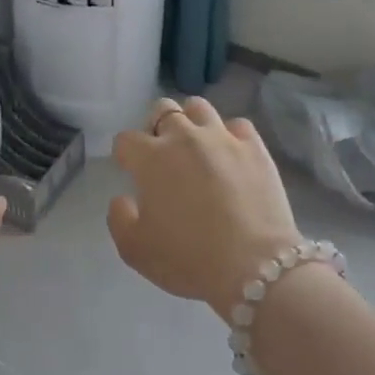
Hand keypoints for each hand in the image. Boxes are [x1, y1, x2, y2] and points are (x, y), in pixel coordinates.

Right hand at [108, 97, 302, 317]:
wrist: (254, 266)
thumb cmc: (187, 259)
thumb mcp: (134, 250)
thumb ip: (118, 218)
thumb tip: (123, 198)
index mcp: (151, 159)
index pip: (126, 140)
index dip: (125, 155)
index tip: (131, 172)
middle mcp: (185, 137)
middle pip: (163, 110)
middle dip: (156, 128)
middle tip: (162, 156)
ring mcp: (223, 138)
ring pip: (199, 108)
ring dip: (191, 123)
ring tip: (195, 148)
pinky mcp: (256, 148)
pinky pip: (237, 125)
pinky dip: (229, 136)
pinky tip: (229, 156)